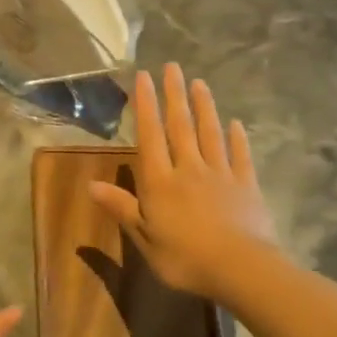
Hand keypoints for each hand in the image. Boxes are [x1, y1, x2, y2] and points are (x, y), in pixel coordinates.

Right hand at [89, 64, 277, 302]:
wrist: (242, 269)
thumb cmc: (185, 258)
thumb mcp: (145, 239)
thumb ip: (122, 208)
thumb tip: (90, 185)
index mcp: (161, 182)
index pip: (150, 136)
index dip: (146, 105)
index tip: (144, 77)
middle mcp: (189, 169)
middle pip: (181, 126)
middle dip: (174, 95)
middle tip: (172, 66)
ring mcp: (221, 174)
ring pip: (210, 134)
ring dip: (204, 107)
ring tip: (200, 83)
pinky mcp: (246, 185)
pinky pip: (240, 156)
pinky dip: (237, 138)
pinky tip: (236, 123)